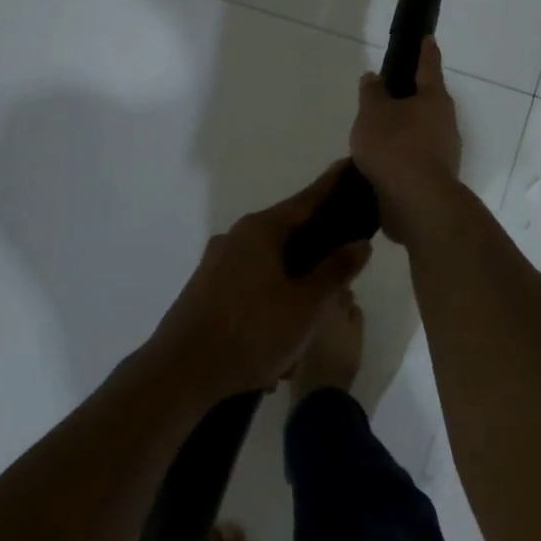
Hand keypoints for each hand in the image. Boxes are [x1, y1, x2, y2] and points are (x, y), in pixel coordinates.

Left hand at [152, 165, 372, 400]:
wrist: (179, 373)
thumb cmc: (251, 332)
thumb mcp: (306, 305)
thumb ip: (335, 271)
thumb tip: (361, 242)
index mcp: (261, 230)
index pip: (307, 199)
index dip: (332, 185)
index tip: (350, 167)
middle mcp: (237, 236)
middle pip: (288, 229)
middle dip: (317, 240)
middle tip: (347, 248)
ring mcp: (217, 262)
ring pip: (270, 260)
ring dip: (295, 276)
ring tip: (318, 303)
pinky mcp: (207, 288)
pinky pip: (251, 280)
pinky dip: (273, 293)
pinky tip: (283, 328)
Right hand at [349, 37, 462, 241]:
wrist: (417, 202)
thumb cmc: (395, 147)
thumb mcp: (373, 113)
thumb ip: (372, 93)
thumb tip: (374, 77)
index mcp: (434, 99)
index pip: (428, 66)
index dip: (425, 51)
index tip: (428, 38)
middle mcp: (445, 122)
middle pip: (427, 102)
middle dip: (409, 97)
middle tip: (386, 94)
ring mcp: (444, 152)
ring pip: (421, 132)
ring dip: (403, 130)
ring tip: (376, 133)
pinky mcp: (436, 177)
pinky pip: (415, 157)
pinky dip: (401, 155)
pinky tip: (382, 162)